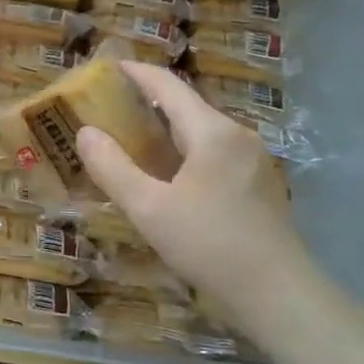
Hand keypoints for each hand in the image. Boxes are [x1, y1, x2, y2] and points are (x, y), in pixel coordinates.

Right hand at [75, 61, 316, 324]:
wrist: (279, 296)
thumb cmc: (210, 245)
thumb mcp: (148, 209)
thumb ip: (112, 167)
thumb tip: (85, 132)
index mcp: (212, 132)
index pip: (167, 86)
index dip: (135, 73)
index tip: (105, 67)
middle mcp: (237, 136)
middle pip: (185, 106)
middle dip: (145, 103)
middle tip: (107, 109)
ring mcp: (252, 160)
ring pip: (200, 132)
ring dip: (164, 130)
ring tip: (129, 141)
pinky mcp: (258, 184)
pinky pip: (212, 153)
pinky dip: (182, 151)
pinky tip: (165, 175)